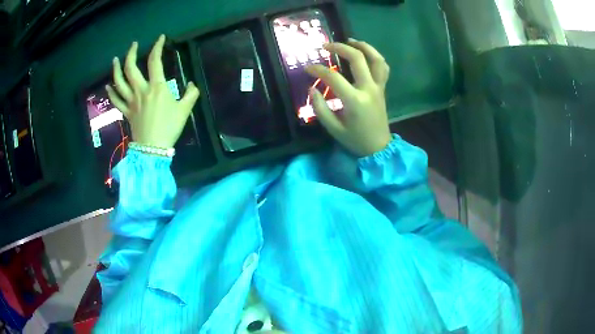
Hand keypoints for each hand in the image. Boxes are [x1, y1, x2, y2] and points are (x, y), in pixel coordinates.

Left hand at [106, 34, 199, 148]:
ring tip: (115, 60)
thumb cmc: (169, 127)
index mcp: (156, 86)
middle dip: (131, 53)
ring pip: (119, 82)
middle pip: (131, 67)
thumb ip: (190, 94)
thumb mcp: (185, 110)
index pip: (154, 60)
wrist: (153, 148)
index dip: (157, 46)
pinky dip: (111, 91)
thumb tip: (191, 84)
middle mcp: (141, 90)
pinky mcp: (126, 112)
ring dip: (116, 69)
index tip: (160, 38)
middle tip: (133, 45)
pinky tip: (109, 85)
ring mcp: (131, 101)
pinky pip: (116, 100)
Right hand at [305, 38, 391, 156]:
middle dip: (340, 48)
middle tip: (326, 46)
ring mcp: (378, 87)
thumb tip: (312, 89)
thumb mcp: (333, 128)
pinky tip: (364, 53)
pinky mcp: (383, 88)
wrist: (378, 148)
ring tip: (349, 41)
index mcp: (354, 100)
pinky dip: (375, 56)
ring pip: (376, 59)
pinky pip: (383, 67)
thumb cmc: (355, 139)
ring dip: (363, 46)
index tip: (308, 68)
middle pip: (357, 58)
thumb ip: (320, 108)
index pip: (333, 77)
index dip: (317, 70)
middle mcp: (369, 89)